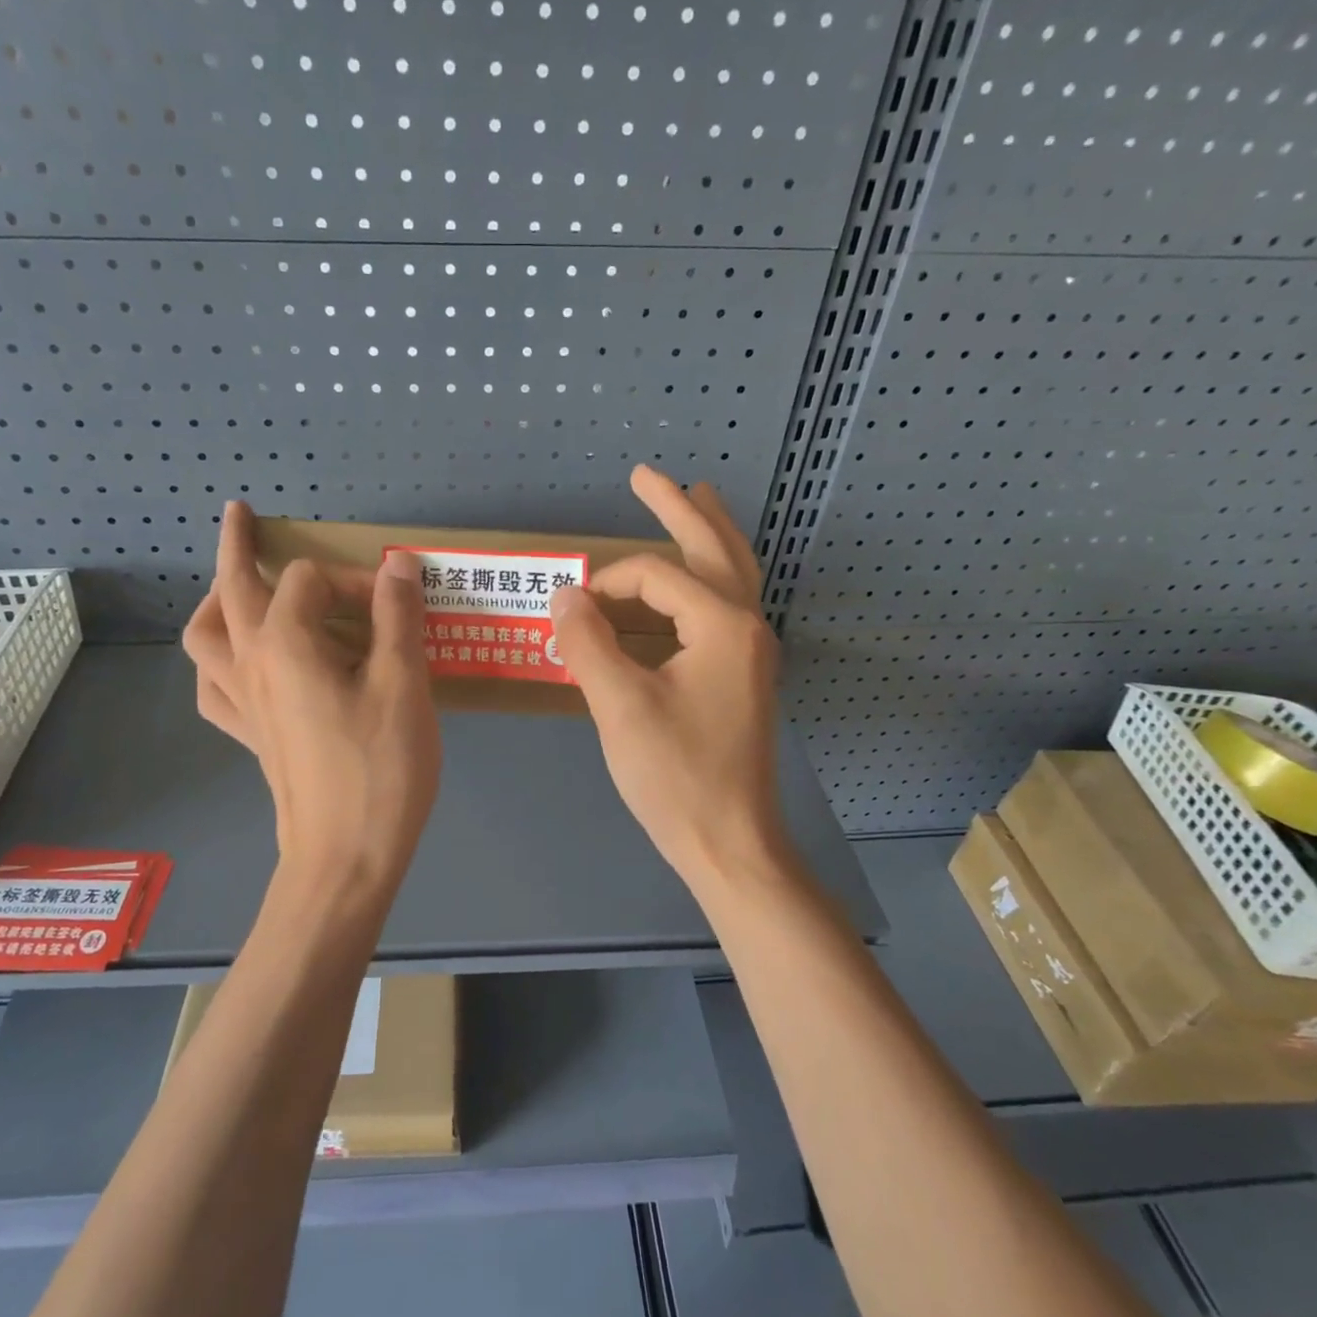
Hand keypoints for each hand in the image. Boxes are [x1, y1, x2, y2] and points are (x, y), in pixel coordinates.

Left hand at [182, 502, 441, 892]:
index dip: (353, 580)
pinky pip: (214, 689)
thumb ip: (397, 617)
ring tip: (234, 590)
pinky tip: (240, 665)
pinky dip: (218, 665)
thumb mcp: (403, 684)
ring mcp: (242, 704)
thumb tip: (397, 564)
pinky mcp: (250, 737)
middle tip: (240, 515)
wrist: (345, 857)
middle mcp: (250, 665)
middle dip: (237, 547)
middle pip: (231, 591)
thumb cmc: (380, 767)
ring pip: (205, 639)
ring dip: (216, 604)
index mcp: (286, 644)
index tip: (394, 604)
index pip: (309, 581)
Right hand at [550, 466, 788, 891]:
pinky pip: (727, 604)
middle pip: (716, 547)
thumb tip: (564, 595)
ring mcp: (752, 652)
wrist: (731, 843)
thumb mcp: (620, 707)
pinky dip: (706, 576)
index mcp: (723, 625)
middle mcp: (748, 626)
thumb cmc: (676, 777)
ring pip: (733, 573)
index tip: (570, 607)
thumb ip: (588, 643)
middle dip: (680, 506)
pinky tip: (690, 580)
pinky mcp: (744, 675)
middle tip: (647, 473)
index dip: (607, 581)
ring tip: (693, 497)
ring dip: (708, 532)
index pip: (657, 576)